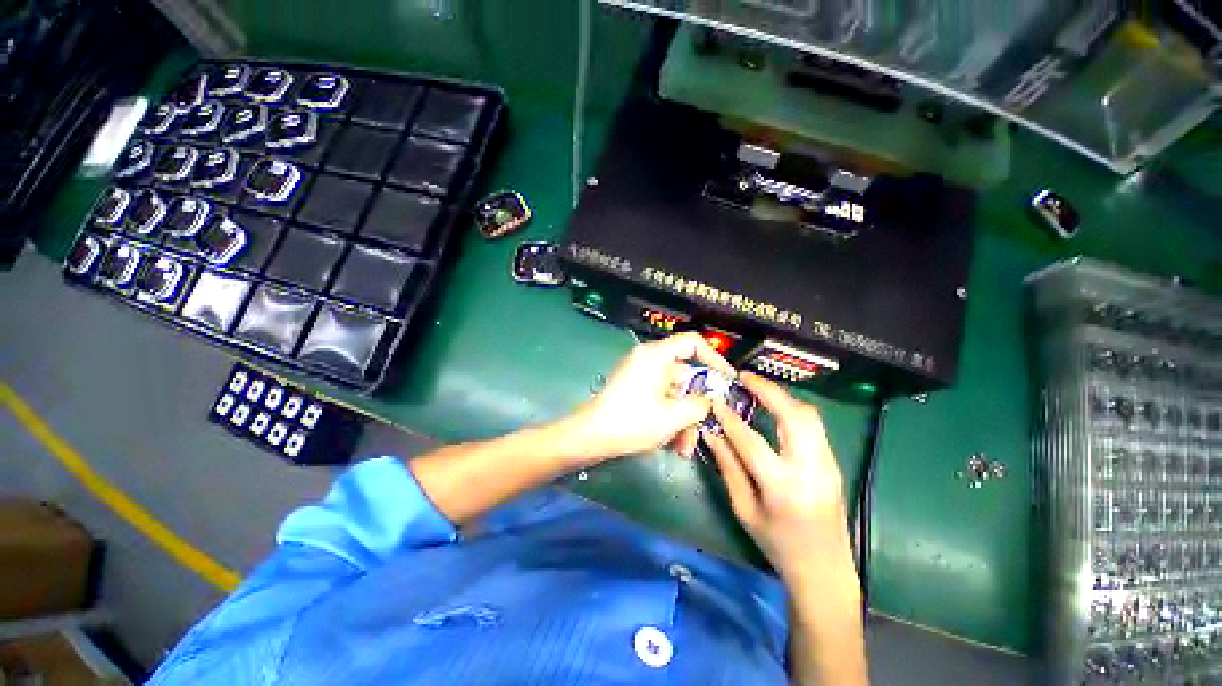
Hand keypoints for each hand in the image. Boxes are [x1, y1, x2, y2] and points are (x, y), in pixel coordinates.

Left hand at [567, 332, 735, 463]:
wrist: (590, 437)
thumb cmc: (632, 421)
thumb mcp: (673, 416)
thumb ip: (699, 405)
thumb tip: (710, 401)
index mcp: (656, 356)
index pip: (692, 342)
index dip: (714, 358)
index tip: (727, 378)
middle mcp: (649, 361)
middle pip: (686, 376)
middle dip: (697, 406)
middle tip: (705, 429)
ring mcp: (641, 377)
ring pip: (675, 394)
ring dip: (684, 420)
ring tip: (684, 448)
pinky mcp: (636, 391)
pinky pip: (661, 400)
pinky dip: (669, 419)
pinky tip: (672, 445)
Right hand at [704, 373, 855, 585]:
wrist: (825, 569)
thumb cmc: (777, 544)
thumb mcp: (744, 509)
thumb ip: (728, 466)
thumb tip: (711, 433)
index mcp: (783, 489)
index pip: (752, 442)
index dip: (730, 418)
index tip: (715, 400)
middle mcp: (811, 471)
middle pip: (794, 417)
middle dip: (768, 390)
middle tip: (744, 378)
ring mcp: (828, 464)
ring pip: (809, 415)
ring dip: (782, 396)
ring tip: (757, 388)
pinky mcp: (833, 462)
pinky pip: (814, 425)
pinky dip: (792, 408)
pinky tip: (775, 406)